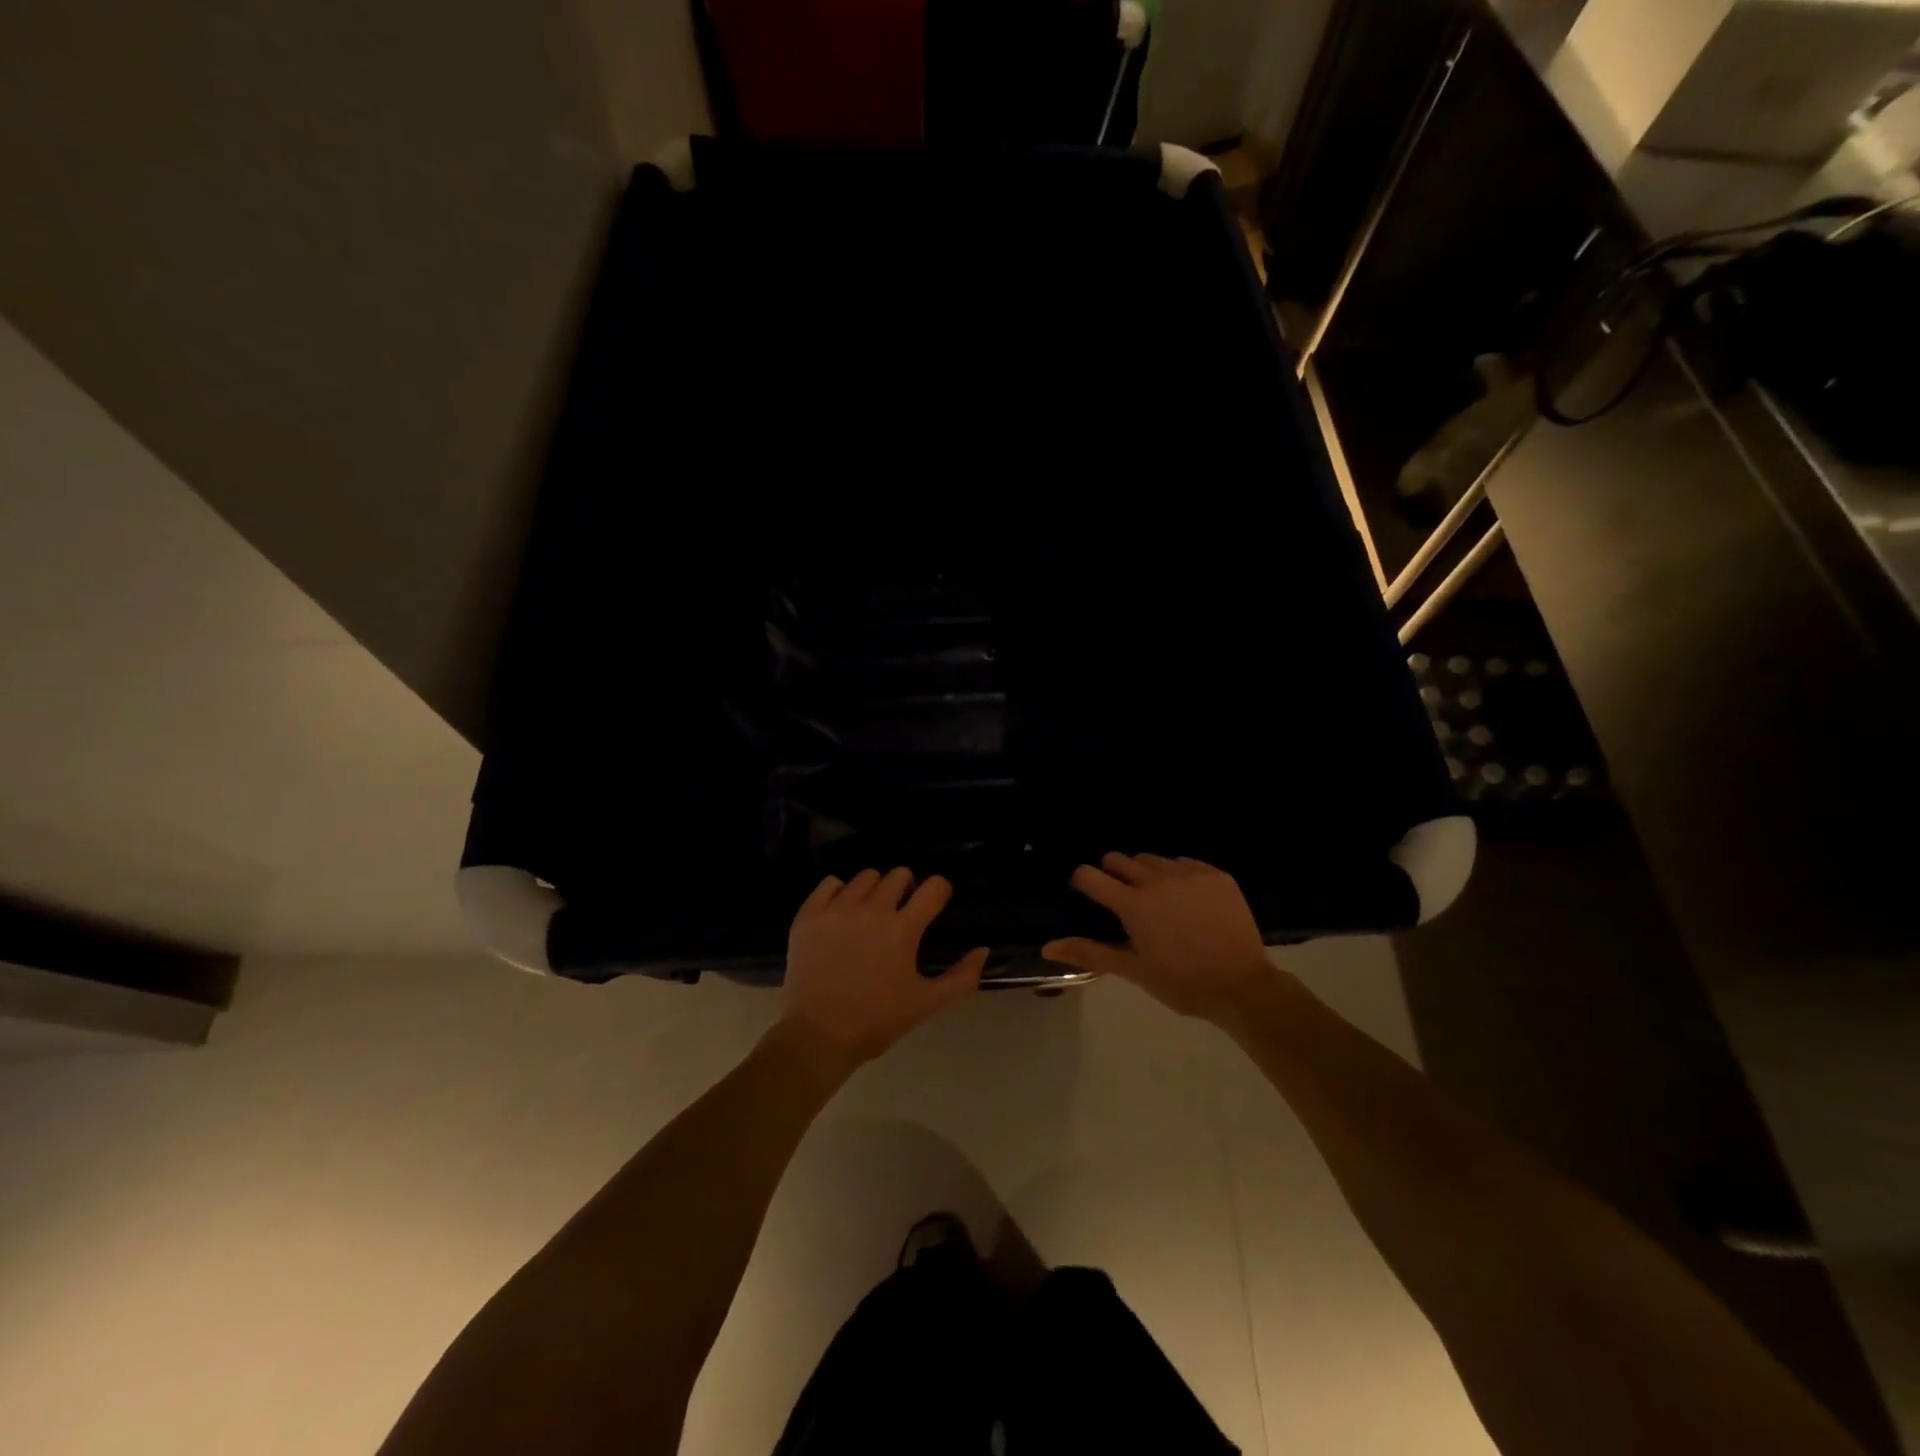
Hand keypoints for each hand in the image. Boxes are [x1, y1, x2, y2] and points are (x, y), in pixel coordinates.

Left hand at [779, 868, 987, 1067]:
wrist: (817, 1037)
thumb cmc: (877, 1021)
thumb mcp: (927, 1003)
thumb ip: (962, 977)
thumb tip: (983, 950)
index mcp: (902, 930)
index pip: (934, 886)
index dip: (940, 891)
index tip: (936, 903)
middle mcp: (871, 910)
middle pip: (899, 874)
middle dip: (908, 888)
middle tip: (902, 913)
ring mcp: (836, 910)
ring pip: (866, 877)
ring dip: (875, 890)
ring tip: (871, 913)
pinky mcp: (809, 915)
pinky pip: (830, 883)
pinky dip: (840, 892)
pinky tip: (842, 913)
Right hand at [1044, 853, 1276, 1021]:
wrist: (1243, 986)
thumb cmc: (1182, 983)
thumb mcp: (1134, 970)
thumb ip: (1090, 953)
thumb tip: (1048, 947)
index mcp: (1133, 904)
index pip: (1091, 875)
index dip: (1083, 882)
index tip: (1086, 894)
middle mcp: (1157, 880)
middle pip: (1119, 859)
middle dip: (1113, 875)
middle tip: (1124, 902)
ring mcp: (1189, 873)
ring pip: (1152, 859)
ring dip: (1146, 874)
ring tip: (1158, 901)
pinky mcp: (1216, 874)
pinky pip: (1185, 862)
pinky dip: (1177, 875)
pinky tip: (1187, 901)